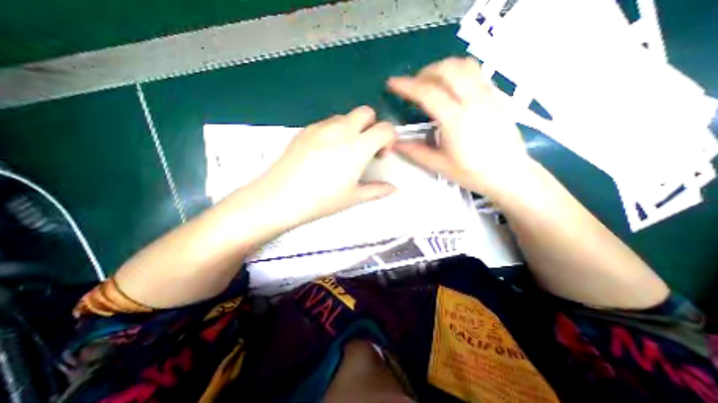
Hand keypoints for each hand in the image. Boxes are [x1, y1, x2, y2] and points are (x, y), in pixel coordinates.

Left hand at [254, 106, 397, 226]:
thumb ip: (377, 190)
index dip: (390, 138)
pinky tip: (325, 151)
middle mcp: (341, 130)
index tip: (381, 153)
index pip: (385, 128)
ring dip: (352, 128)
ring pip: (345, 116)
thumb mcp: (353, 197)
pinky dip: (333, 131)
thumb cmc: (321, 199)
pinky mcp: (305, 130)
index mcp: (358, 146)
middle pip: (366, 112)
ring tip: (344, 151)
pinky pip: (326, 122)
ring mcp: (321, 127)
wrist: (280, 197)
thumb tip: (392, 189)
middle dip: (371, 126)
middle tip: (365, 147)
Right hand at [388, 57, 531, 198]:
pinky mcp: (497, 95)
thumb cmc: (472, 172)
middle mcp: (473, 101)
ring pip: (463, 65)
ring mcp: (488, 95)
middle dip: (424, 73)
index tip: (392, 83)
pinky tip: (452, 86)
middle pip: (446, 70)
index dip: (406, 86)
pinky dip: (458, 71)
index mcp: (455, 120)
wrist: (509, 173)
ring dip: (442, 68)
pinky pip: (476, 71)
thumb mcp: (439, 165)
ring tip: (431, 82)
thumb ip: (414, 151)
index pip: (427, 93)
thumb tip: (395, 143)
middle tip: (413, 85)